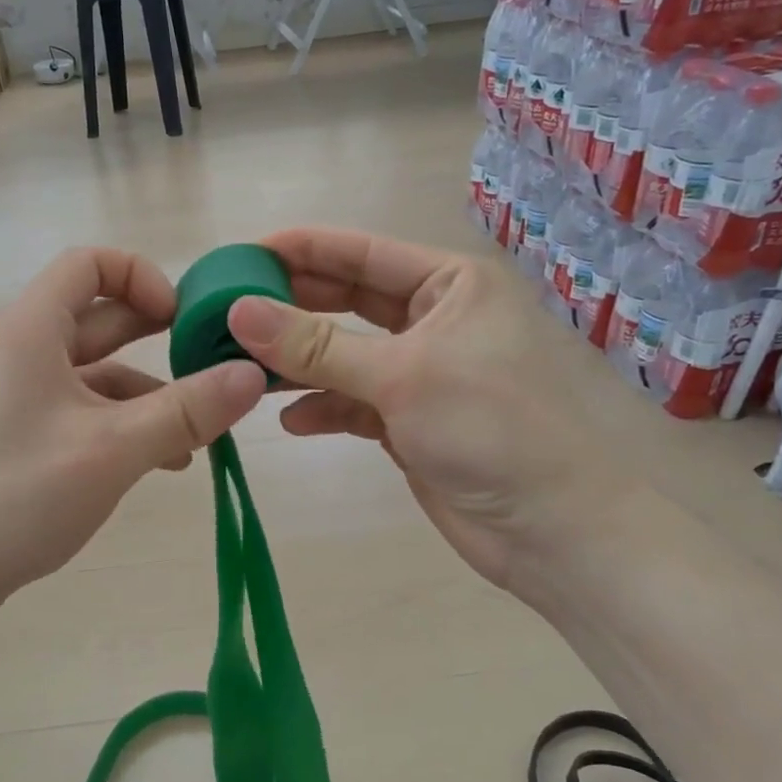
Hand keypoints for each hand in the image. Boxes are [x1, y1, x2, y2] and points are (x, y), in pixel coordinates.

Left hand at [0, 247, 265, 644]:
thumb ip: (188, 410)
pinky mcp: (22, 437)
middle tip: (213, 365)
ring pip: (98, 373)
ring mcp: (20, 397)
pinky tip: (163, 462)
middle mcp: (24, 351)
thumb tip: (253, 374)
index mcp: (32, 329)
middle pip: (100, 318)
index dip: (142, 277)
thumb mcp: (114, 449)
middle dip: (159, 337)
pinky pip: (84, 412)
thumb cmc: (17, 494)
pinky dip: (125, 425)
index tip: (182, 320)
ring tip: (201, 433)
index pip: (90, 263)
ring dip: (150, 393)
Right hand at [225, 228, 613, 601]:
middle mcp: (433, 319)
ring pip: (342, 354)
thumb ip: (316, 345)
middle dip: (290, 309)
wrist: (552, 532)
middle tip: (228, 313)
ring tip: (245, 369)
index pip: (361, 252)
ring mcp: (419, 371)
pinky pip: (351, 400)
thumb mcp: (400, 377)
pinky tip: (293, 422)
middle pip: (346, 301)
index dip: (300, 249)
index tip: (241, 255)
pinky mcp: (407, 419)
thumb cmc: (490, 430)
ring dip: (298, 363)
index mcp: (449, 285)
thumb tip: (239, 310)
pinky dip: (322, 408)